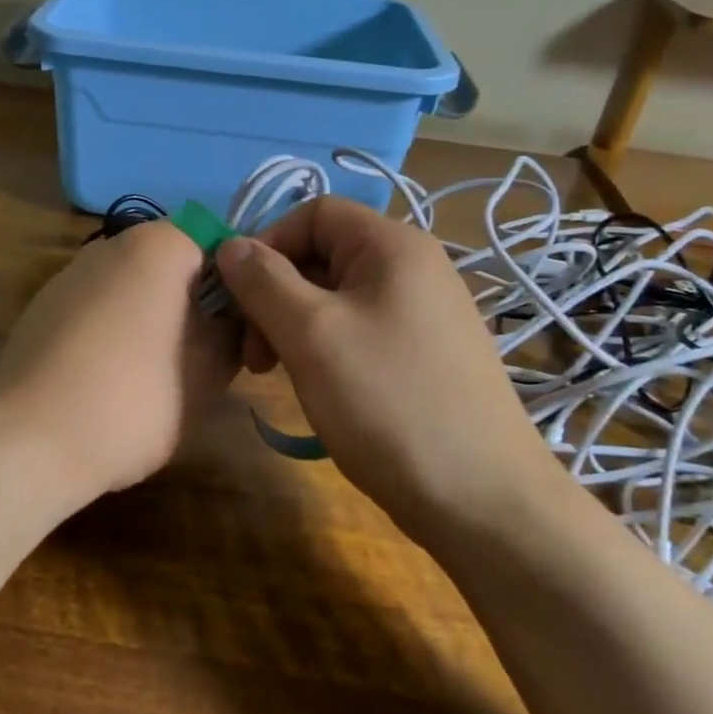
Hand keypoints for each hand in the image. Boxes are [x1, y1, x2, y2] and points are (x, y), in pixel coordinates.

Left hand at [0, 219, 236, 500]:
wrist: (28, 441)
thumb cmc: (135, 398)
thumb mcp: (211, 371)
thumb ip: (234, 332)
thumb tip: (231, 320)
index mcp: (159, 244)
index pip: (222, 247)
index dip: (241, 289)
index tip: (242, 336)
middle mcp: (111, 244)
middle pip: (176, 266)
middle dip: (196, 306)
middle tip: (208, 361)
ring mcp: (70, 274)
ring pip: (135, 289)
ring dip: (156, 321)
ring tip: (158, 378)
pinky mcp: (41, 308)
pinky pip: (98, 311)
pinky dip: (115, 334)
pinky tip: (110, 382)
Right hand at [215, 196, 555, 542]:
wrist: (482, 501)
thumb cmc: (388, 402)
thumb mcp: (312, 334)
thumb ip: (263, 281)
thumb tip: (230, 245)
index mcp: (393, 246)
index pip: (314, 212)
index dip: (267, 243)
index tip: (238, 296)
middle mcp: (413, 267)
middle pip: (323, 255)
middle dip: (275, 293)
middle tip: (252, 352)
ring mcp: (423, 313)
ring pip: (336, 297)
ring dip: (293, 325)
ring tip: (275, 373)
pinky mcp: (424, 355)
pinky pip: (359, 330)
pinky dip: (324, 347)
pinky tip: (314, 386)